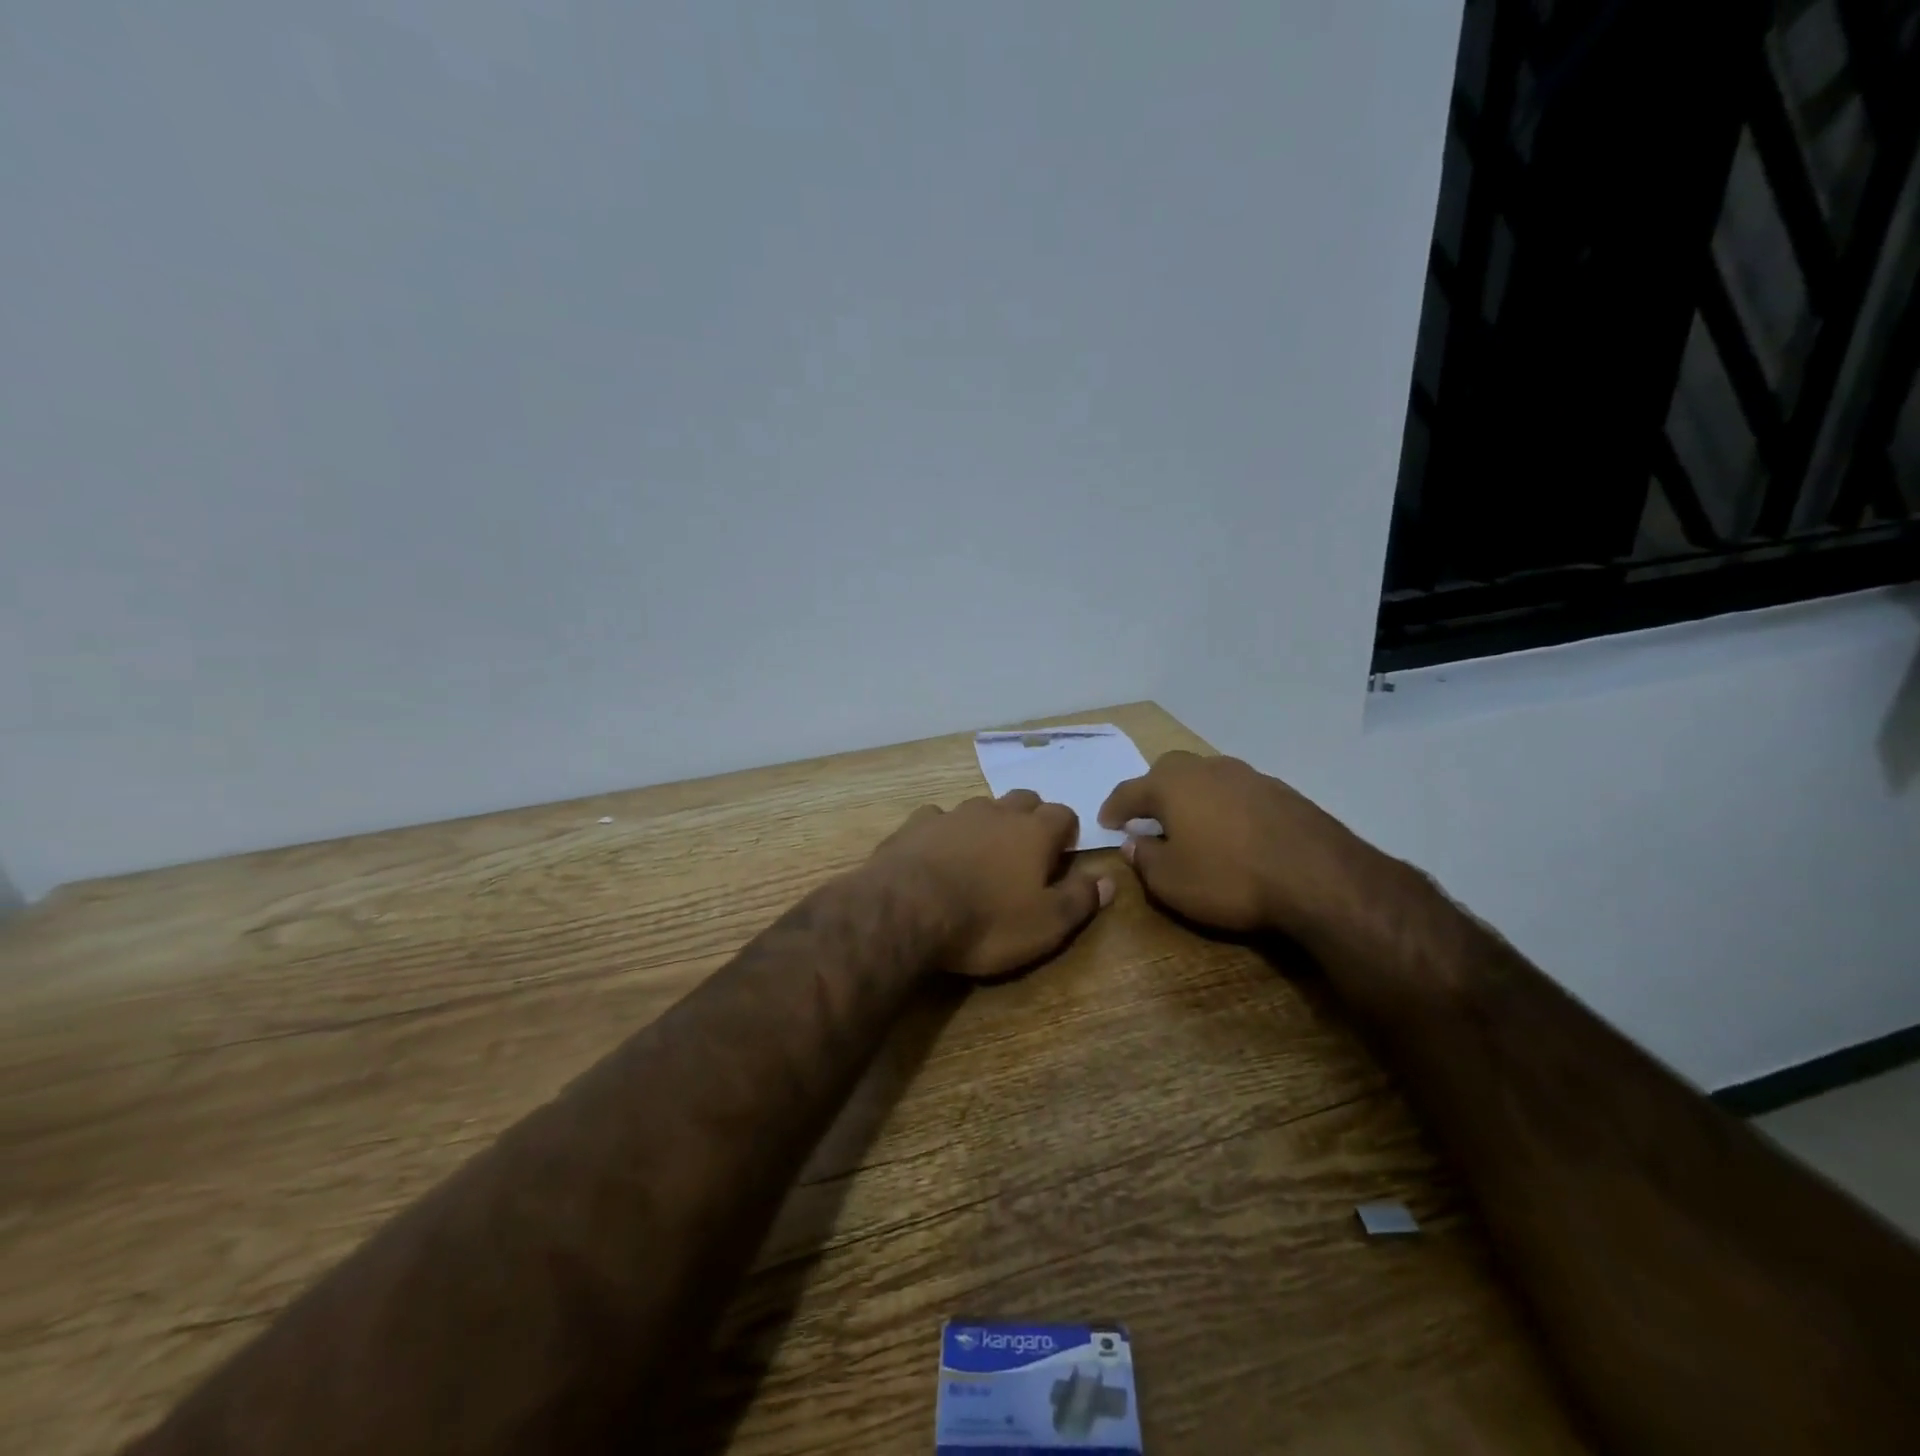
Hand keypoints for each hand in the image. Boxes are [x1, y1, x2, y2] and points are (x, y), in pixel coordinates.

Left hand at [867, 791, 1114, 979]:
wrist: (907, 910)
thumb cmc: (986, 921)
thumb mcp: (1046, 924)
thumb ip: (1080, 899)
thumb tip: (1109, 879)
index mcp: (1033, 832)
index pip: (1064, 814)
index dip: (1067, 832)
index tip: (1064, 854)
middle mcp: (996, 812)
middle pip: (1023, 800)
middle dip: (1030, 818)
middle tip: (1027, 850)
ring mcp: (953, 814)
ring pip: (981, 806)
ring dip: (988, 823)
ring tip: (982, 853)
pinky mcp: (915, 824)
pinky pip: (937, 818)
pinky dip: (944, 830)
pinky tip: (936, 851)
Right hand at [1097, 751, 1391, 943]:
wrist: (1318, 877)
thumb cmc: (1229, 878)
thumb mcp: (1170, 882)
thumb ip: (1144, 858)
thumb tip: (1134, 842)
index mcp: (1171, 785)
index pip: (1129, 791)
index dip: (1114, 808)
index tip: (1106, 823)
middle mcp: (1206, 769)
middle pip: (1169, 771)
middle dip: (1154, 790)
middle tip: (1148, 816)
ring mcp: (1248, 776)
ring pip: (1207, 777)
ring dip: (1193, 796)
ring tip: (1192, 823)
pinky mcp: (1281, 791)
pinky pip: (1238, 792)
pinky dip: (1226, 806)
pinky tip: (1233, 831)